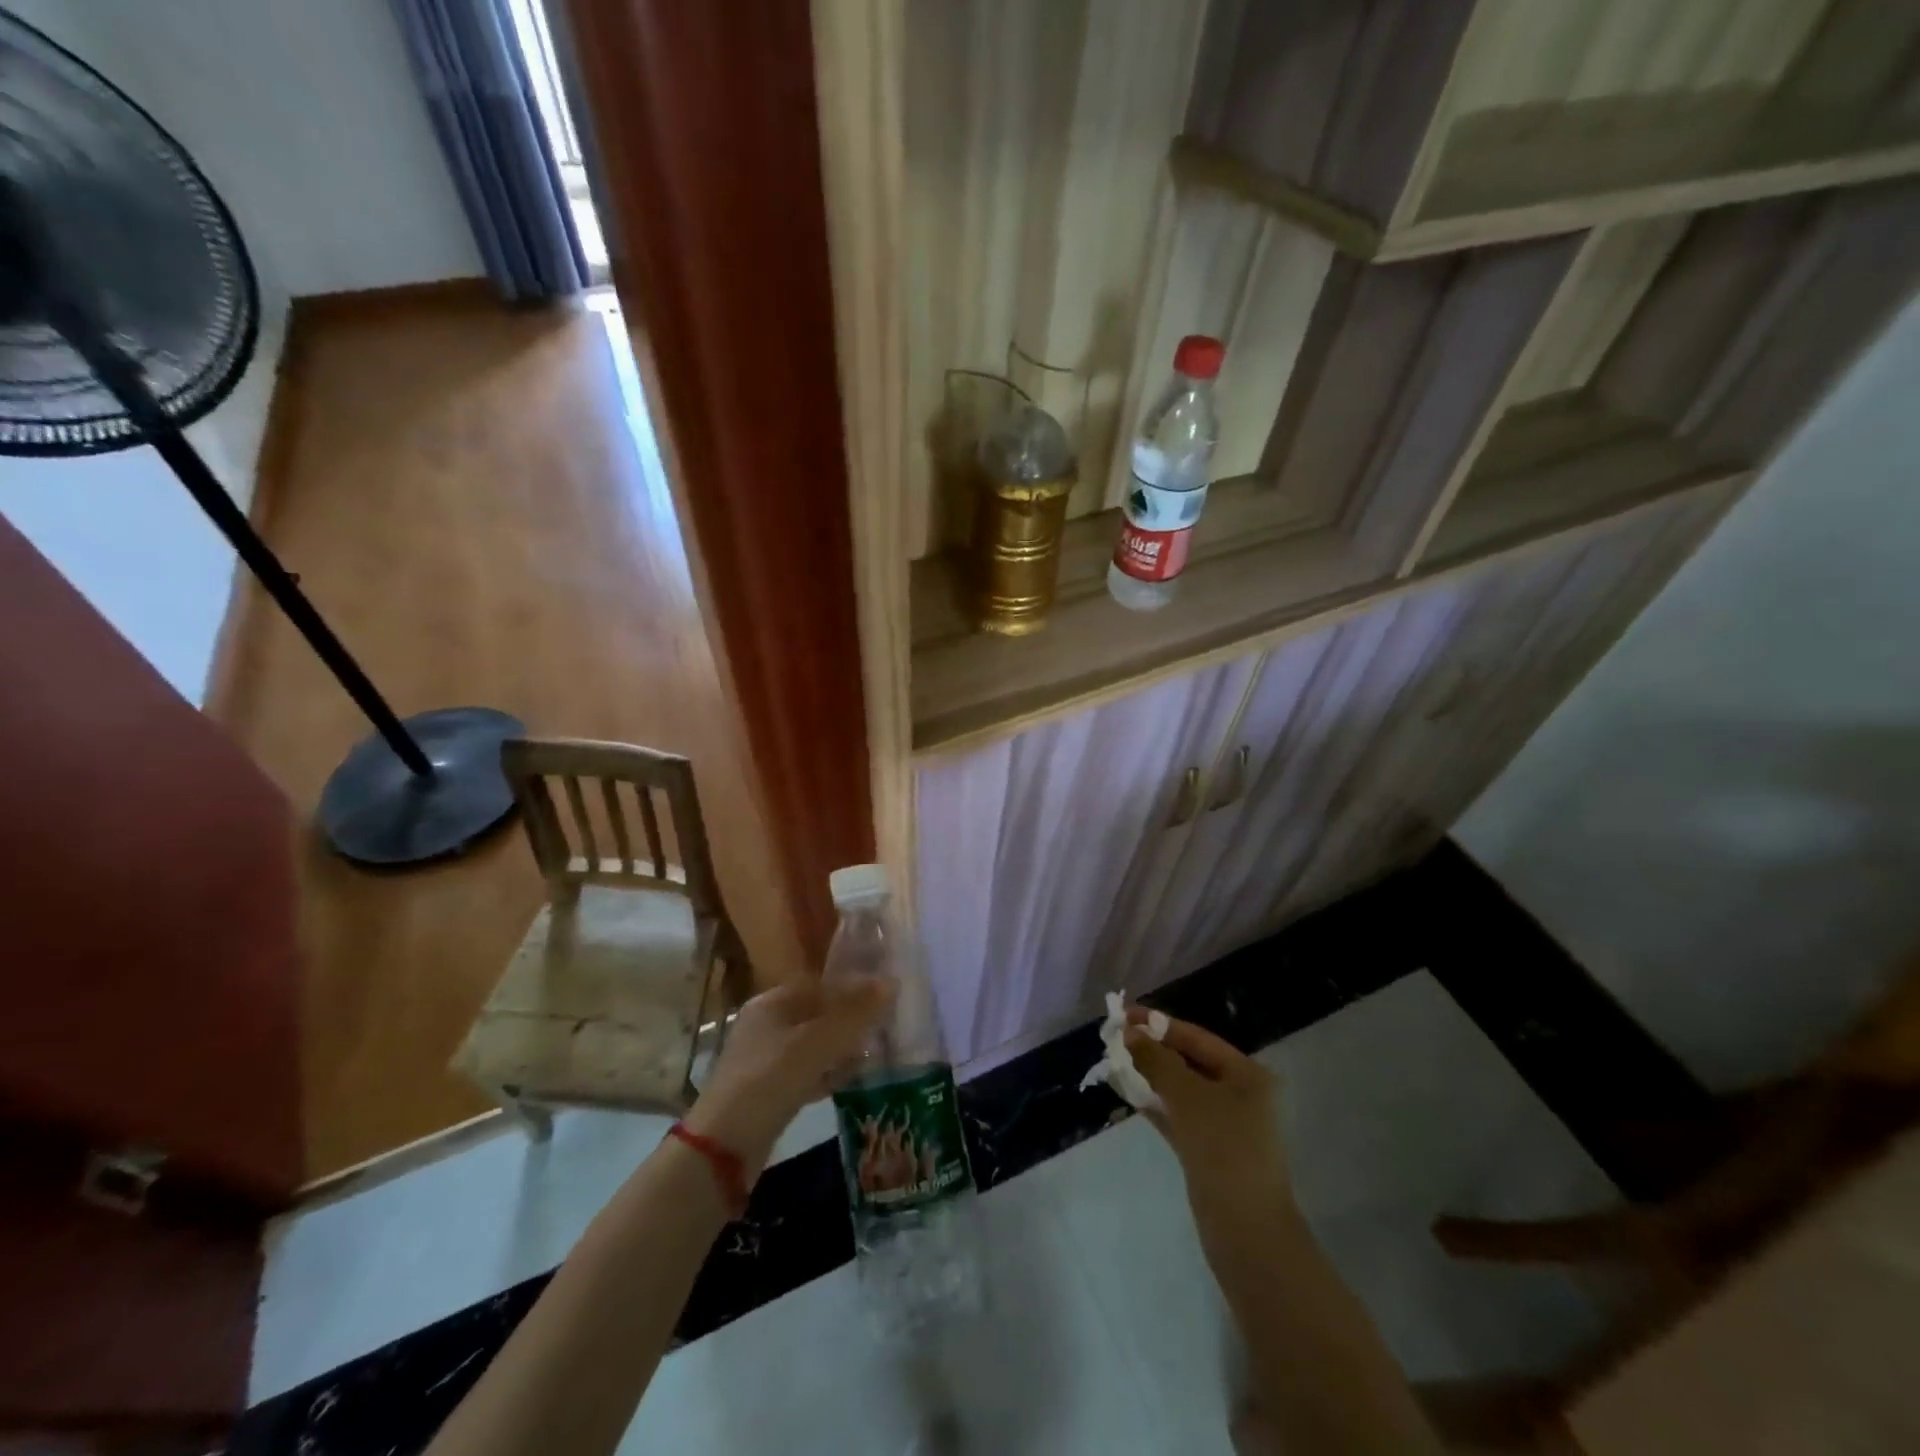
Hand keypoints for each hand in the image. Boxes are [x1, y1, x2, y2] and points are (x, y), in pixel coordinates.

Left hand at [685, 976, 893, 1177]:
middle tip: (887, 1023)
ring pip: (815, 1044)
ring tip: (879, 1049)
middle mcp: (767, 1025)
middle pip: (818, 1013)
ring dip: (844, 1046)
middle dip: (851, 1018)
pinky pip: (809, 1072)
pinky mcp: (771, 1092)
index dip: (852, 986)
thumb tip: (892, 983)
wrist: (723, 1148)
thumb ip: (854, 1014)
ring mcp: (766, 1060)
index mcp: (771, 1003)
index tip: (885, 994)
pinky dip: (831, 1072)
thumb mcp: (816, 1043)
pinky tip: (856, 1078)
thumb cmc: (769, 1080)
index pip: (819, 984)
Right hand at [1125, 1010, 1291, 1225]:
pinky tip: (1130, 1096)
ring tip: (1115, 1064)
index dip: (1159, 1024)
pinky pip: (1178, 1116)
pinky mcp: (1210, 1151)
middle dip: (1153, 1050)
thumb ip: (1157, 1061)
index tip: (1123, 1015)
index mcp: (1247, 1074)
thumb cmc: (1223, 1150)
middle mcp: (1241, 1094)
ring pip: (1181, 1090)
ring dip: (1151, 1076)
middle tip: (1115, 1040)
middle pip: (1189, 1061)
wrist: (1247, 1233)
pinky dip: (1156, 1105)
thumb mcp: (1187, 1097)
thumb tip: (1130, 1033)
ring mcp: (1226, 1125)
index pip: (1196, 1037)